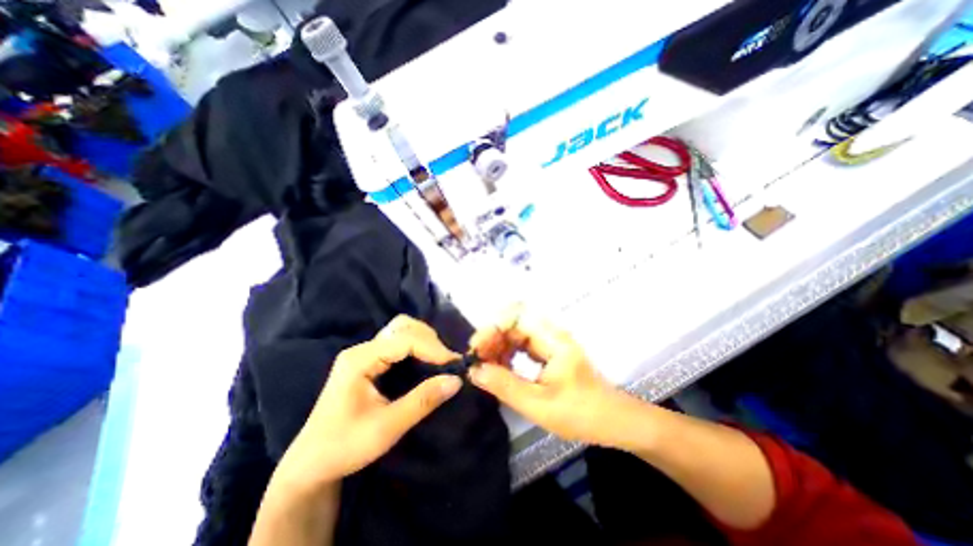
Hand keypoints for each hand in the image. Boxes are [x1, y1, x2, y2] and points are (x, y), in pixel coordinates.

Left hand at [278, 315, 463, 489]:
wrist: (311, 464)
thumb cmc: (344, 447)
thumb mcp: (386, 428)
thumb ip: (422, 401)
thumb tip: (456, 380)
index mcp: (359, 360)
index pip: (404, 340)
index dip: (432, 348)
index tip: (454, 363)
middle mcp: (361, 349)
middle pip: (402, 327)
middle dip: (429, 340)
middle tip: (446, 361)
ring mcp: (364, 353)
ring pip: (401, 331)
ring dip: (424, 340)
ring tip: (439, 360)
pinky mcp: (369, 360)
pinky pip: (398, 342)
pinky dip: (417, 346)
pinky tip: (426, 360)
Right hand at [465, 306, 634, 446]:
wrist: (613, 421)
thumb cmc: (581, 414)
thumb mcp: (539, 404)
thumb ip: (505, 386)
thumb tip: (474, 371)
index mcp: (552, 340)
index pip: (516, 316)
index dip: (493, 328)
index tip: (477, 349)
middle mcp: (550, 334)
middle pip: (514, 323)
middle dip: (492, 338)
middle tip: (477, 362)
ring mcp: (550, 341)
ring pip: (516, 333)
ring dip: (498, 346)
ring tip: (485, 367)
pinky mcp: (548, 351)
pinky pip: (521, 345)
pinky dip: (507, 354)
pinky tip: (501, 369)